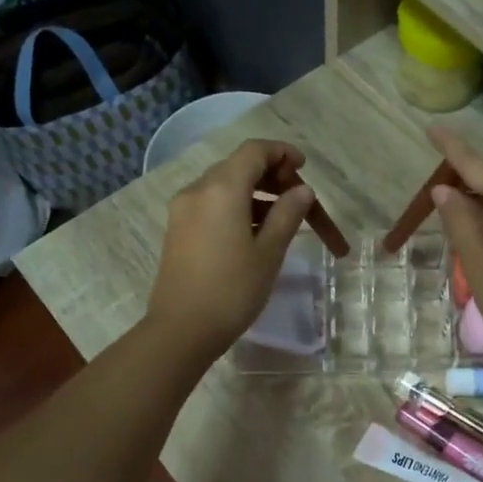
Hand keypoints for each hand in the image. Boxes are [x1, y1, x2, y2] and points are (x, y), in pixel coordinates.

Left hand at [145, 139, 312, 360]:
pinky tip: (256, 233)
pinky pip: (212, 205)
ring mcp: (183, 210)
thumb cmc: (232, 290)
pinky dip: (237, 208)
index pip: (254, 151)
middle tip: (299, 200)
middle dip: (272, 176)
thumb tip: (302, 190)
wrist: (181, 330)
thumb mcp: (268, 252)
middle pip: (239, 167)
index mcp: (222, 189)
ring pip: (225, 188)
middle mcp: (198, 190)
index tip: (304, 167)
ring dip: (256, 195)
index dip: (282, 153)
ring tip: (284, 221)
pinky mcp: (178, 230)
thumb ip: (287, 214)